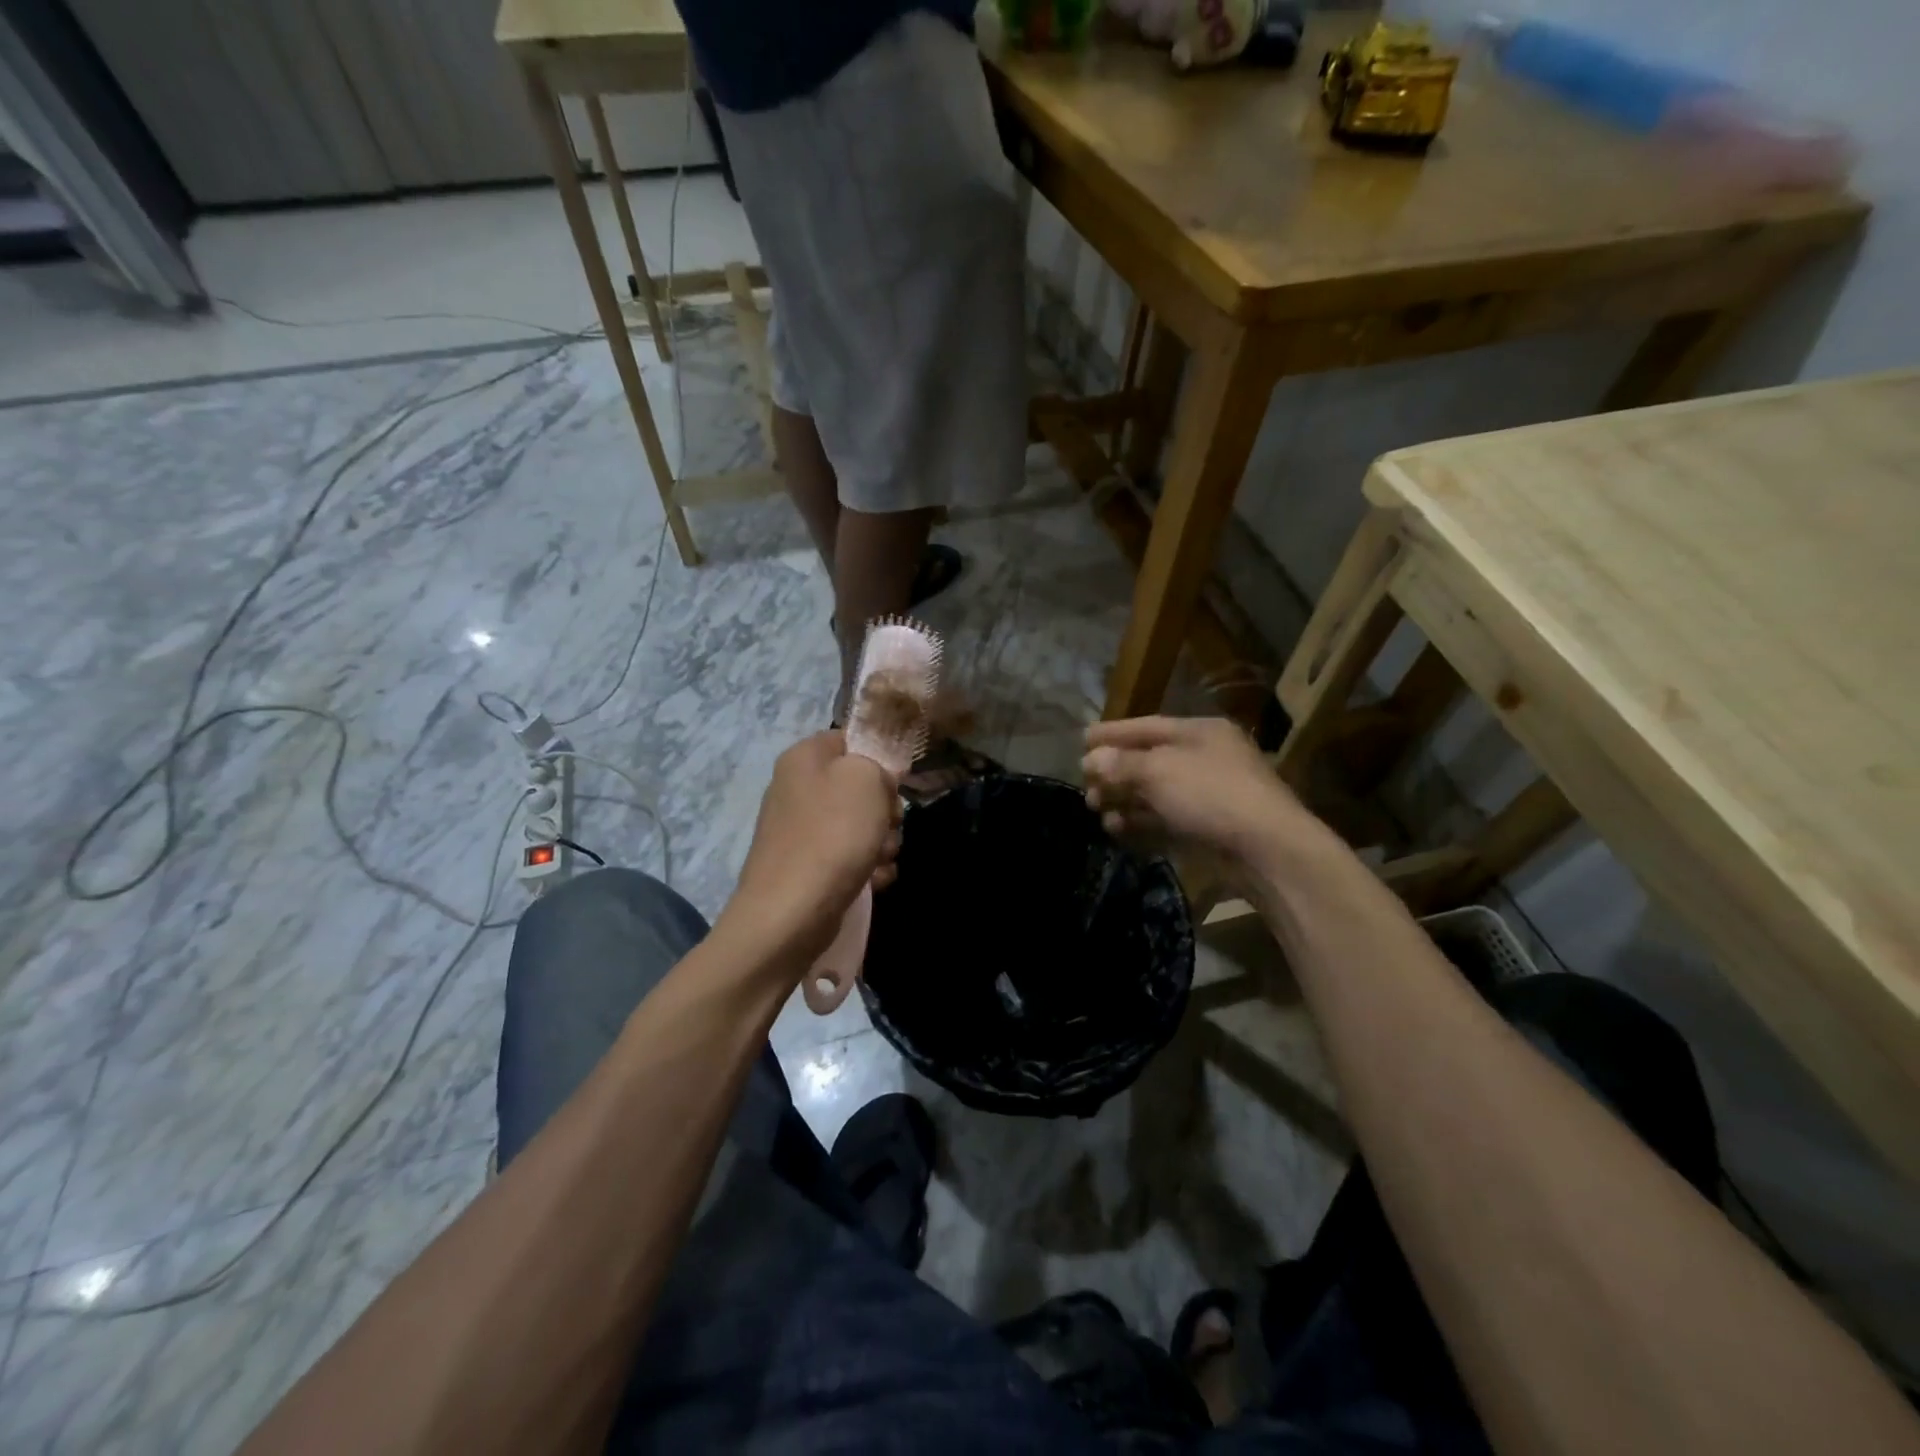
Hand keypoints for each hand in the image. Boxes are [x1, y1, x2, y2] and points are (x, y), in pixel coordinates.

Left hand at [722, 731, 901, 966]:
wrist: (791, 912)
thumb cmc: (832, 834)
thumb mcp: (866, 779)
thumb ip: (878, 764)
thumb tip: (877, 780)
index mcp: (804, 757)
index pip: (850, 739)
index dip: (879, 758)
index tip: (896, 783)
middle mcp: (797, 788)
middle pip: (859, 787)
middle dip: (885, 809)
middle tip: (890, 824)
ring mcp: (800, 830)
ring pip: (859, 825)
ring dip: (882, 843)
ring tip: (880, 860)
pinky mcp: (807, 866)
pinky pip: (848, 857)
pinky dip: (866, 869)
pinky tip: (872, 881)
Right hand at [1082, 716, 1320, 867]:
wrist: (1266, 849)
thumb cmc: (1211, 794)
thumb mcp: (1160, 770)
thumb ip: (1122, 763)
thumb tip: (1092, 758)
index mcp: (1200, 732)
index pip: (1147, 726)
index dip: (1113, 732)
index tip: (1082, 740)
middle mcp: (1205, 758)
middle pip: (1150, 759)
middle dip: (1115, 770)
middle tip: (1085, 783)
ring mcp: (1208, 795)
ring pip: (1156, 792)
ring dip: (1123, 798)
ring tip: (1095, 808)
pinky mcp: (1208, 828)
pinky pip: (1165, 819)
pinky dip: (1140, 821)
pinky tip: (1116, 827)